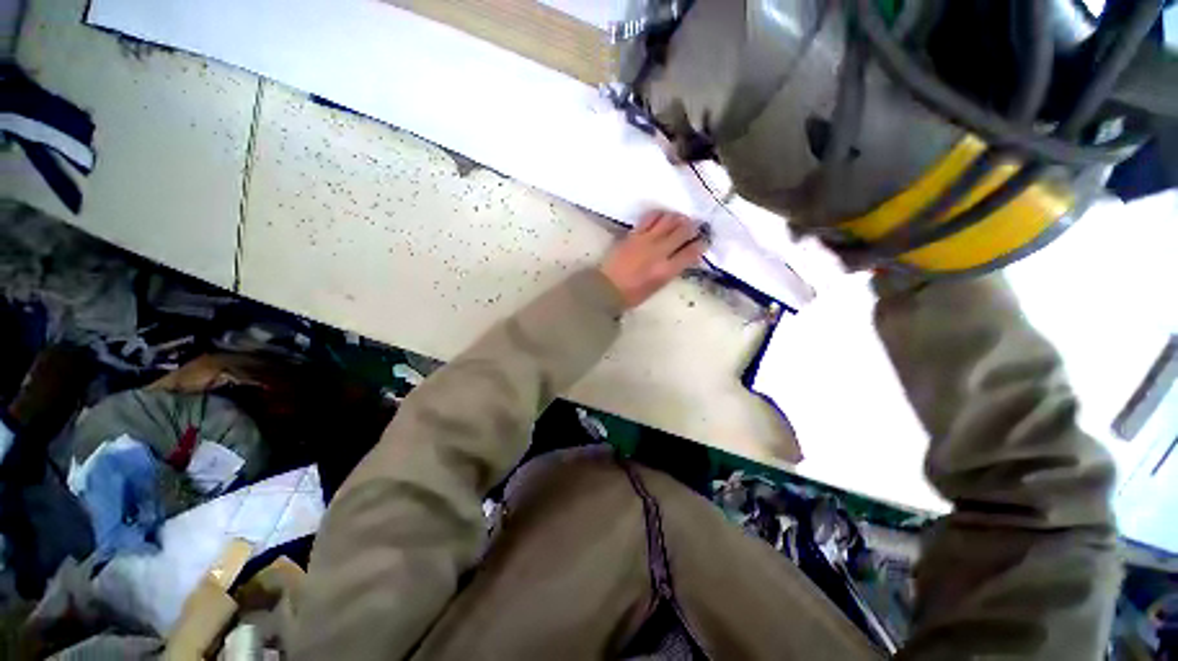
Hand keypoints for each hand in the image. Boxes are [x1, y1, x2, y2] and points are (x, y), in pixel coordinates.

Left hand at [600, 210, 707, 308]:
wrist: (607, 288)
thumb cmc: (632, 295)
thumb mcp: (658, 286)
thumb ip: (672, 270)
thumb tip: (682, 256)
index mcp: (667, 270)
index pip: (692, 251)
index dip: (701, 244)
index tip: (703, 241)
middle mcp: (660, 251)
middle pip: (683, 231)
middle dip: (693, 227)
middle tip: (695, 227)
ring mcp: (646, 240)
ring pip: (669, 220)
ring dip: (678, 218)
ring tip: (680, 220)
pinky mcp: (634, 234)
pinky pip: (650, 217)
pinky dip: (660, 215)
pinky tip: (662, 217)